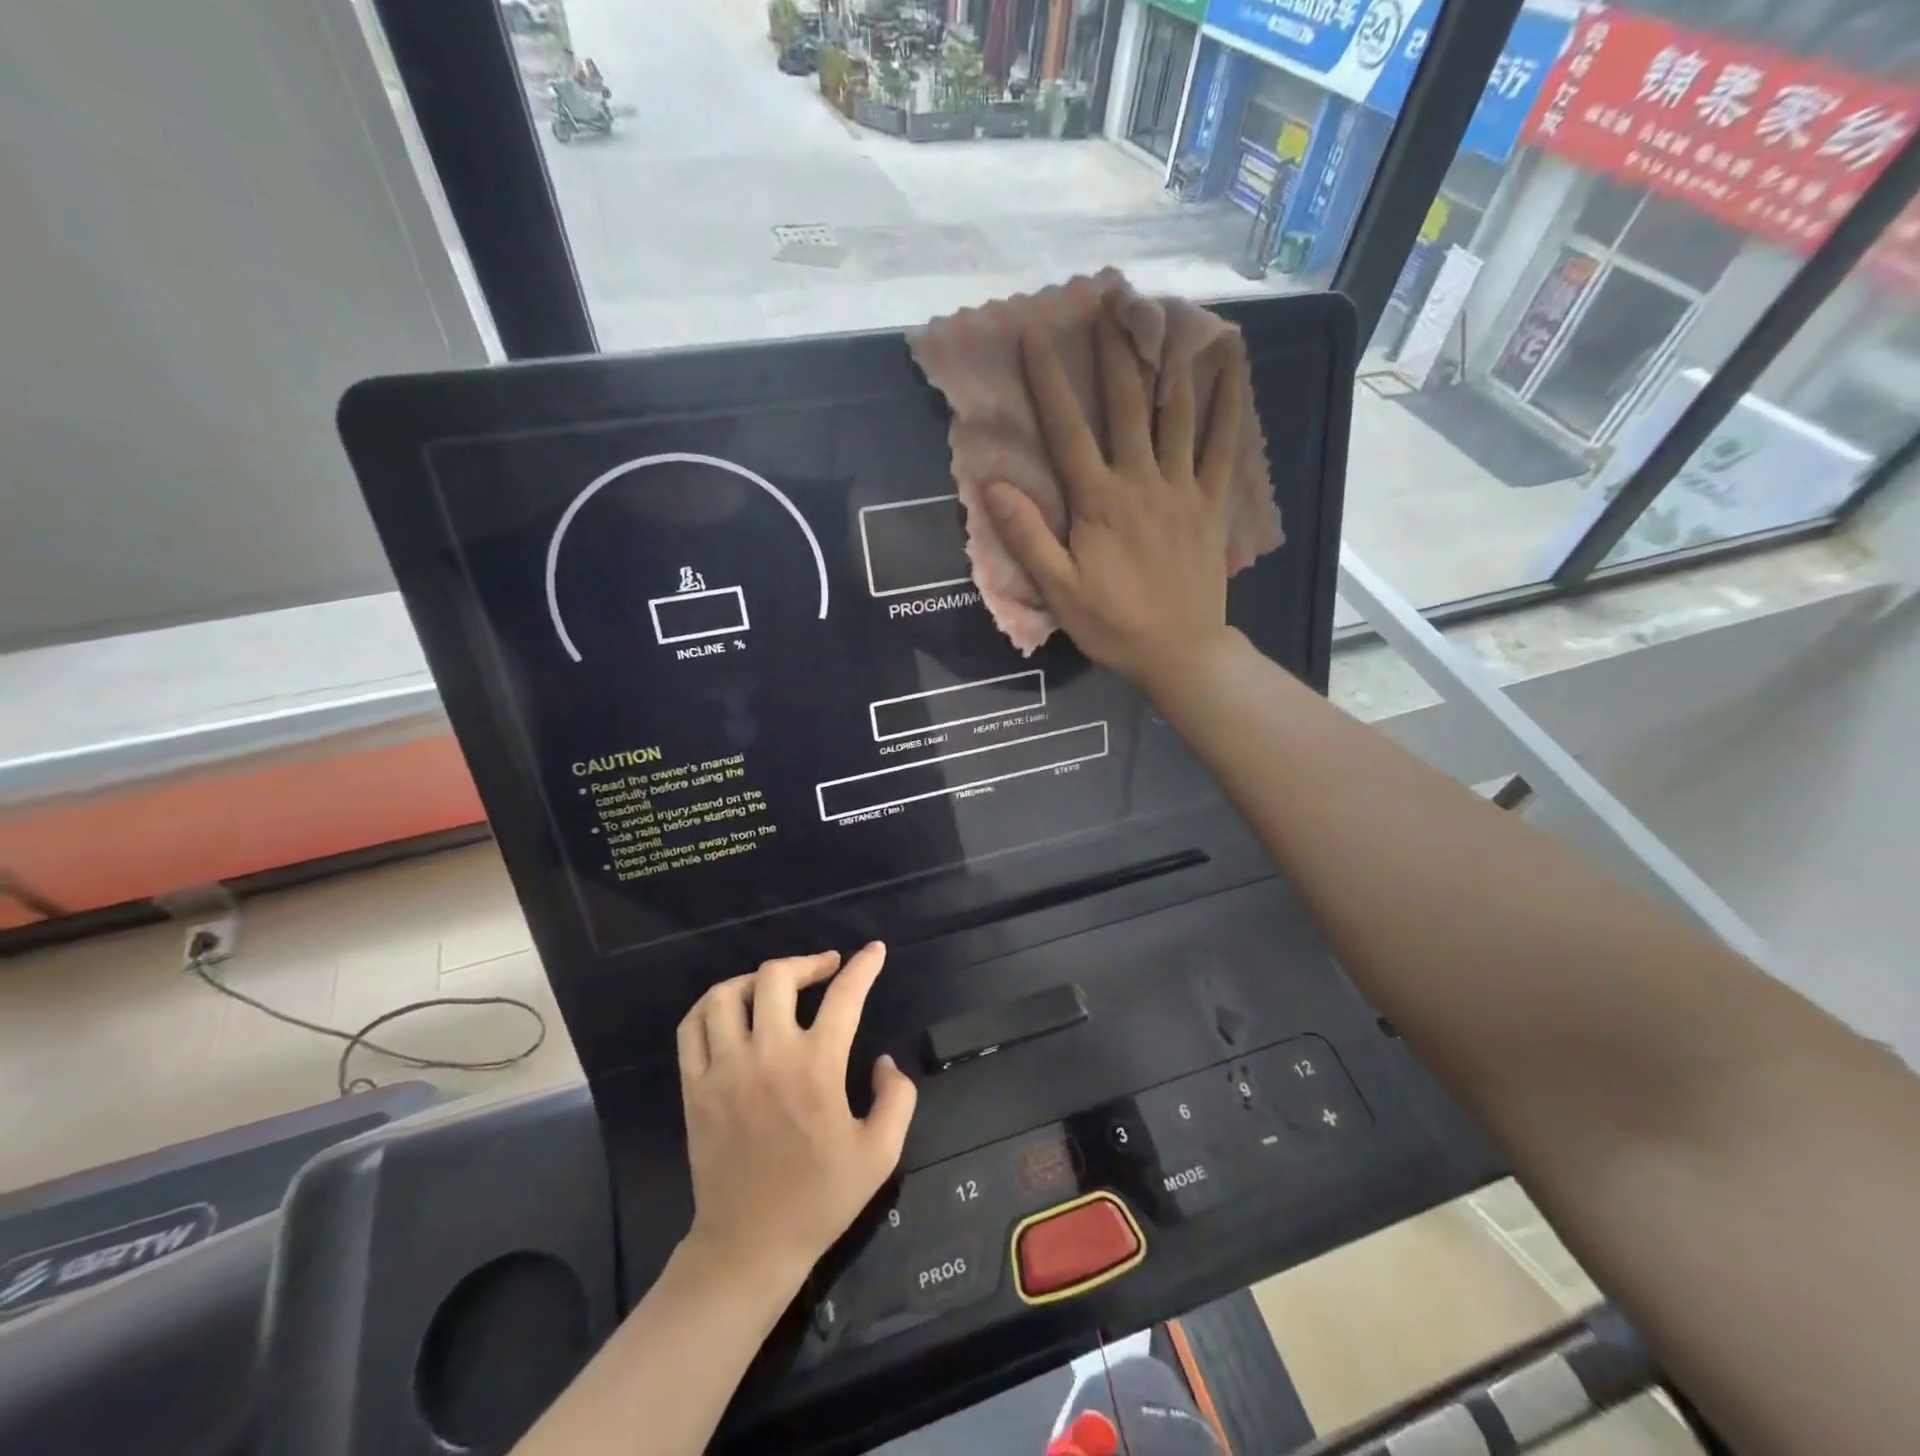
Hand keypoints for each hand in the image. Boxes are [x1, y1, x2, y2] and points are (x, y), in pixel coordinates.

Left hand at [675, 944, 916, 1290]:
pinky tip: (731, 1009)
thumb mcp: (881, 1153)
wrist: (750, 1246)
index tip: (873, 951)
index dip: (863, 966)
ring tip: (776, 986)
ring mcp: (724, 1069)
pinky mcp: (694, 1087)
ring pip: (728, 994)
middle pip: (777, 976)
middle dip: (807, 962)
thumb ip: (897, 1097)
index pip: (844, 995)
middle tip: (825, 969)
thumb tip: (883, 1060)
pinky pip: (692, 1027)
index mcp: (817, 1067)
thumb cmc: (820, 1199)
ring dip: (757, 979)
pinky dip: (711, 1005)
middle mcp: (768, 1055)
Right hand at [983, 308, 1248, 696]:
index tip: (1034, 336)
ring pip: (1176, 414)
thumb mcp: (1059, 589)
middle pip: (1127, 406)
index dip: (1049, 382)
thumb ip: (1028, 535)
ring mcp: (1183, 489)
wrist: (1179, 652)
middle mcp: (1142, 481)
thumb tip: (994, 485)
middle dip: (1115, 352)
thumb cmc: (1113, 625)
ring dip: (1168, 362)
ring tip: (1164, 316)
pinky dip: (1228, 404)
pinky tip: (1230, 366)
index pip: (1068, 431)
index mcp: (1099, 502)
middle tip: (1109, 302)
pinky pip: (1224, 446)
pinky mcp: (1211, 503)